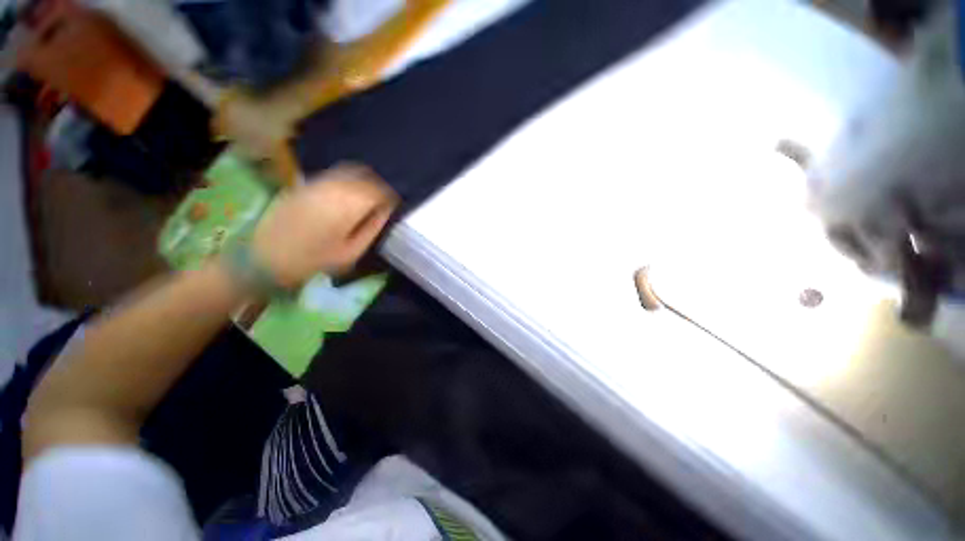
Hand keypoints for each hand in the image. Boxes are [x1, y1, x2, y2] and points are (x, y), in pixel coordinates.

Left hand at [251, 163, 397, 286]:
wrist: (265, 257)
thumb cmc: (313, 260)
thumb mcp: (351, 252)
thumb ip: (372, 228)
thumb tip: (386, 211)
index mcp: (348, 206)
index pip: (379, 191)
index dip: (390, 197)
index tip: (394, 205)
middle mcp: (334, 188)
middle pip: (366, 178)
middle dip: (379, 187)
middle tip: (384, 201)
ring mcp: (317, 183)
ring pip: (350, 172)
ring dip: (364, 181)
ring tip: (369, 196)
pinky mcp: (305, 184)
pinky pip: (334, 174)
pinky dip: (348, 179)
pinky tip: (349, 192)